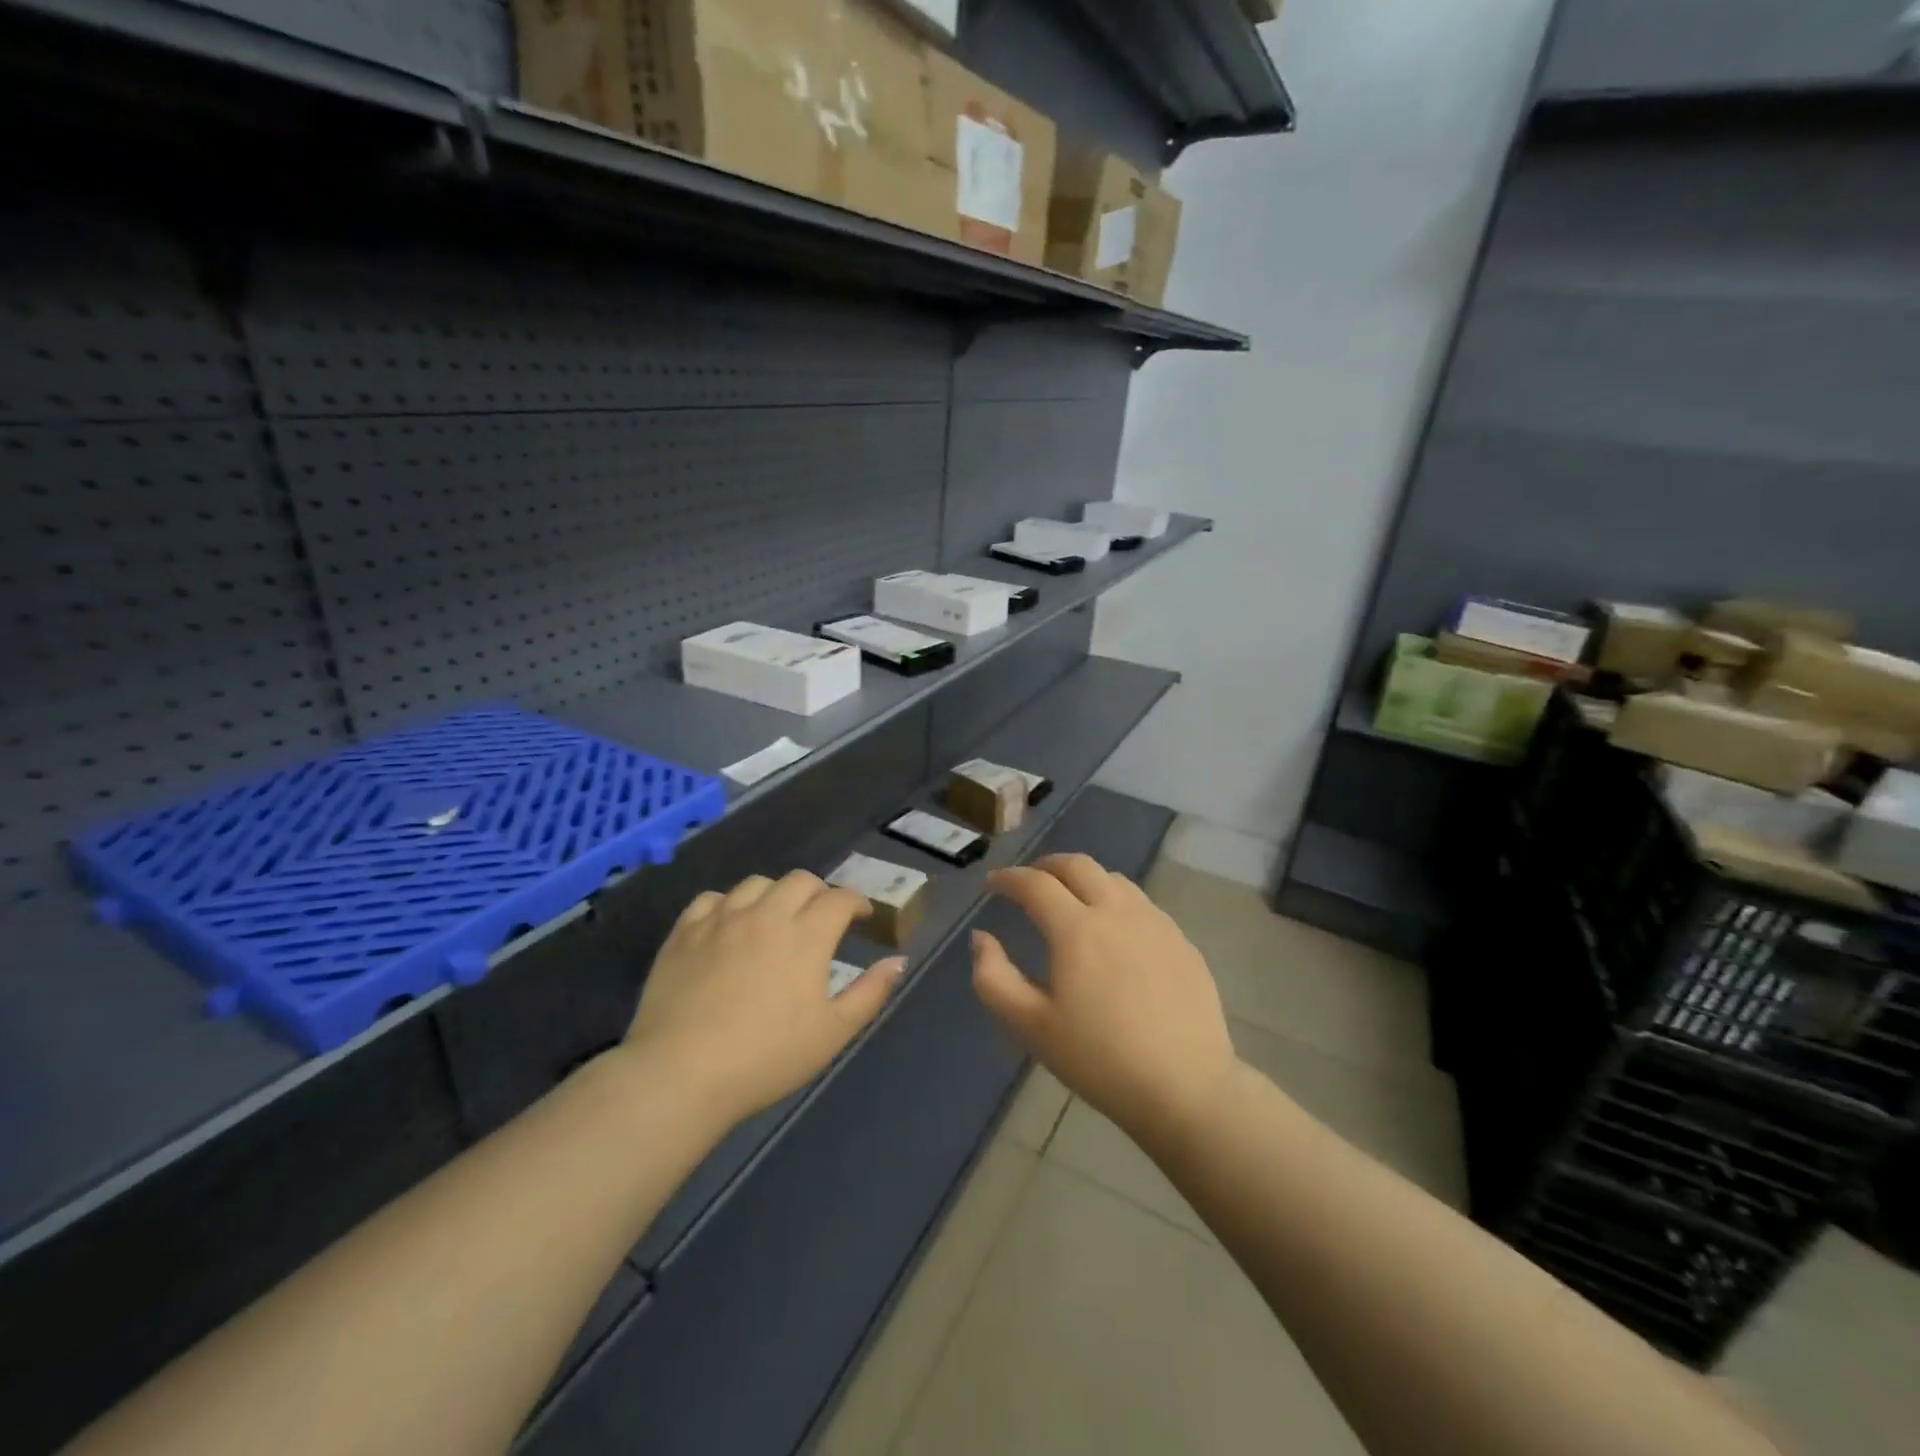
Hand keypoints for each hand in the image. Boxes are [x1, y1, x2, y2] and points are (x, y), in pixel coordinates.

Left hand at [623, 871, 904, 1127]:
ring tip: (775, 919)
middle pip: (800, 881)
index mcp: (806, 936)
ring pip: (756, 883)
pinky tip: (729, 925)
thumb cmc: (766, 1058)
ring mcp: (721, 920)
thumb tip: (898, 960)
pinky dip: (728, 904)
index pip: (839, 899)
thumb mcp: (832, 1033)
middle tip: (821, 920)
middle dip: (819, 893)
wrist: (680, 1074)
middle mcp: (766, 915)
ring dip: (775, 894)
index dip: (856, 903)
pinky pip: (711, 899)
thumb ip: (870, 992)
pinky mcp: (684, 932)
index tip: (862, 918)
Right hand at [972, 854, 1236, 1152]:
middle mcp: (1117, 911)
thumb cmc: (1100, 1059)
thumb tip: (981, 939)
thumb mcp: (1031, 1027)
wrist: (1186, 1087)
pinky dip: (1116, 900)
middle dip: (1046, 865)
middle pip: (1078, 865)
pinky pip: (1142, 904)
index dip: (1008, 878)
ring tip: (1071, 899)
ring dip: (1084, 878)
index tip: (993, 884)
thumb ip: (994, 978)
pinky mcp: (1181, 941)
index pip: (1035, 884)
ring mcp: (1155, 923)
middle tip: (1030, 880)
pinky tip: (1115, 930)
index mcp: (1077, 929)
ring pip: (1114, 879)